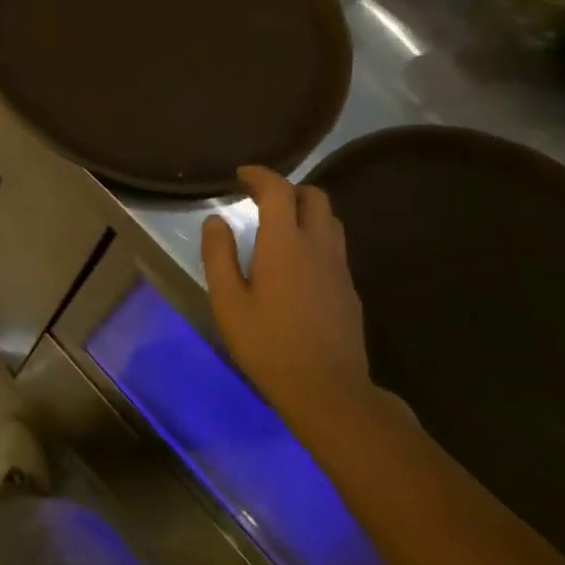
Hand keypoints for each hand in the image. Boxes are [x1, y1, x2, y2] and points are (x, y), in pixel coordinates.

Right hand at [201, 166, 373, 423]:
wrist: (327, 390)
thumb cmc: (267, 344)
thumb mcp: (227, 301)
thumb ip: (218, 255)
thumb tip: (215, 221)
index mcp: (285, 243)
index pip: (279, 190)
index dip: (260, 175)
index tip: (241, 174)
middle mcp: (318, 246)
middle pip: (314, 197)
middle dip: (288, 189)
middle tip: (260, 199)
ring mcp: (339, 268)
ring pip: (330, 220)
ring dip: (306, 211)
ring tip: (279, 226)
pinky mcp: (349, 289)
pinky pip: (335, 247)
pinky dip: (315, 237)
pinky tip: (296, 263)